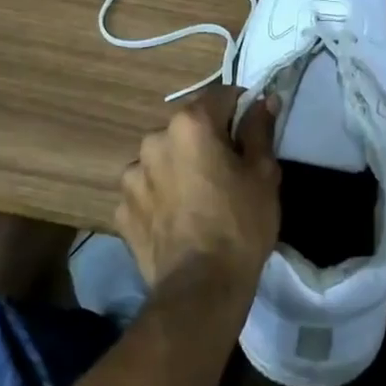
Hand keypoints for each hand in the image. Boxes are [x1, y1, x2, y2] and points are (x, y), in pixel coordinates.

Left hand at [117, 85, 279, 299]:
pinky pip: (146, 190)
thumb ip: (259, 129)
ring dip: (178, 168)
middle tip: (228, 171)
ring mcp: (132, 175)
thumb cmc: (240, 224)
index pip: (221, 96)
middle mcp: (155, 139)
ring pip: (163, 158)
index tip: (253, 131)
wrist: (200, 289)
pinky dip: (160, 196)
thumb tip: (264, 100)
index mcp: (191, 124)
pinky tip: (177, 219)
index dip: (241, 109)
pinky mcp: (122, 209)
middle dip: (207, 140)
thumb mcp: (263, 174)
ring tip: (198, 199)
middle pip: (188, 128)